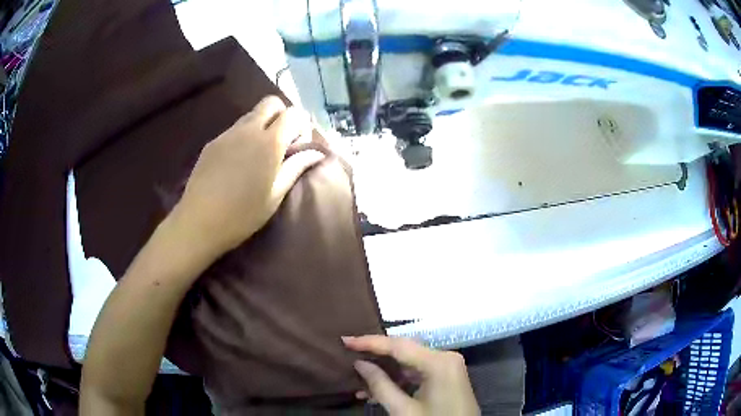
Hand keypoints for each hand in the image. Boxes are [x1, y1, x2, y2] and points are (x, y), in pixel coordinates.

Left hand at [172, 96, 323, 257]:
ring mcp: (227, 134)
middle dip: (281, 115)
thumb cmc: (243, 214)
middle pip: (271, 103)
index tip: (297, 146)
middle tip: (280, 142)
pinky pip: (234, 129)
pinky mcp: (212, 142)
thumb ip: (296, 167)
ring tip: (258, 154)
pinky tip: (237, 162)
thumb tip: (317, 152)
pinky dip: (243, 136)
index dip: (301, 125)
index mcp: (269, 143)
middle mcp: (249, 130)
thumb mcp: (275, 195)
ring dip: (261, 125)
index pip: (294, 113)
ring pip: (251, 115)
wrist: (199, 221)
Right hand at [343, 336, 479, 415]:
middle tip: (349, 356)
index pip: (399, 345)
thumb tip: (359, 364)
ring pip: (410, 363)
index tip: (345, 340)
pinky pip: (419, 373)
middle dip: (377, 356)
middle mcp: (446, 358)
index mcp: (439, 362)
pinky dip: (399, 380)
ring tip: (359, 381)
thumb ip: (380, 385)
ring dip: (386, 372)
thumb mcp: (403, 410)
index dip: (370, 342)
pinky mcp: (447, 378)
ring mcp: (449, 367)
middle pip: (405, 351)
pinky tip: (379, 391)